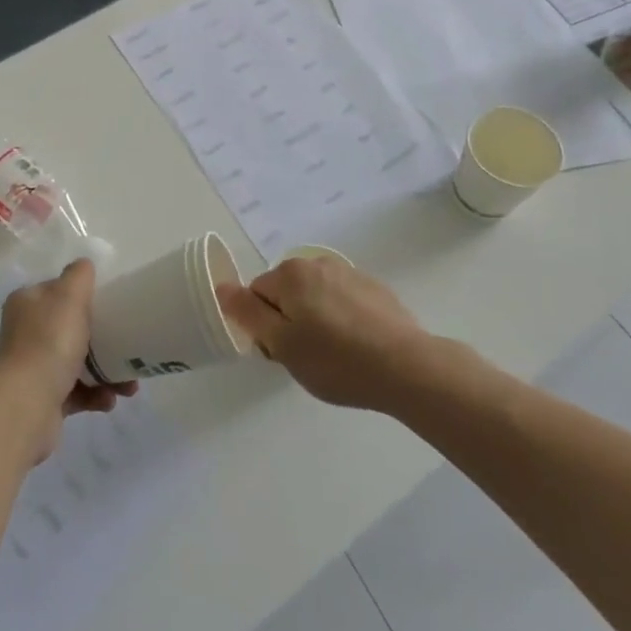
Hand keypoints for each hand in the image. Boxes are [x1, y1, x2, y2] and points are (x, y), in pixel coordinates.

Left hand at [0, 259, 137, 463]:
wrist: (24, 407)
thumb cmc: (48, 343)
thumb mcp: (69, 295)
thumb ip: (80, 274)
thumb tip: (84, 265)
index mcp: (27, 304)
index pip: (58, 291)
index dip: (85, 295)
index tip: (112, 305)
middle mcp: (26, 333)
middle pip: (71, 328)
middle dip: (104, 338)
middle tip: (129, 346)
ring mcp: (33, 368)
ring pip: (78, 363)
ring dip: (106, 371)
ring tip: (129, 385)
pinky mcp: (43, 400)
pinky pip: (77, 393)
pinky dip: (96, 395)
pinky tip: (110, 399)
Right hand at [217, 254, 438, 411]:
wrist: (407, 368)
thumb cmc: (336, 360)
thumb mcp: (282, 344)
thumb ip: (248, 314)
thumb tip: (223, 287)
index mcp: (291, 274)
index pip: (257, 295)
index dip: (264, 327)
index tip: (282, 353)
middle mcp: (318, 262)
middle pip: (286, 292)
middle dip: (290, 321)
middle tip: (307, 358)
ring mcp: (350, 273)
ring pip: (316, 297)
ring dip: (317, 320)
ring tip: (336, 356)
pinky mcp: (376, 289)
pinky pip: (344, 301)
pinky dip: (344, 320)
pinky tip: (359, 348)